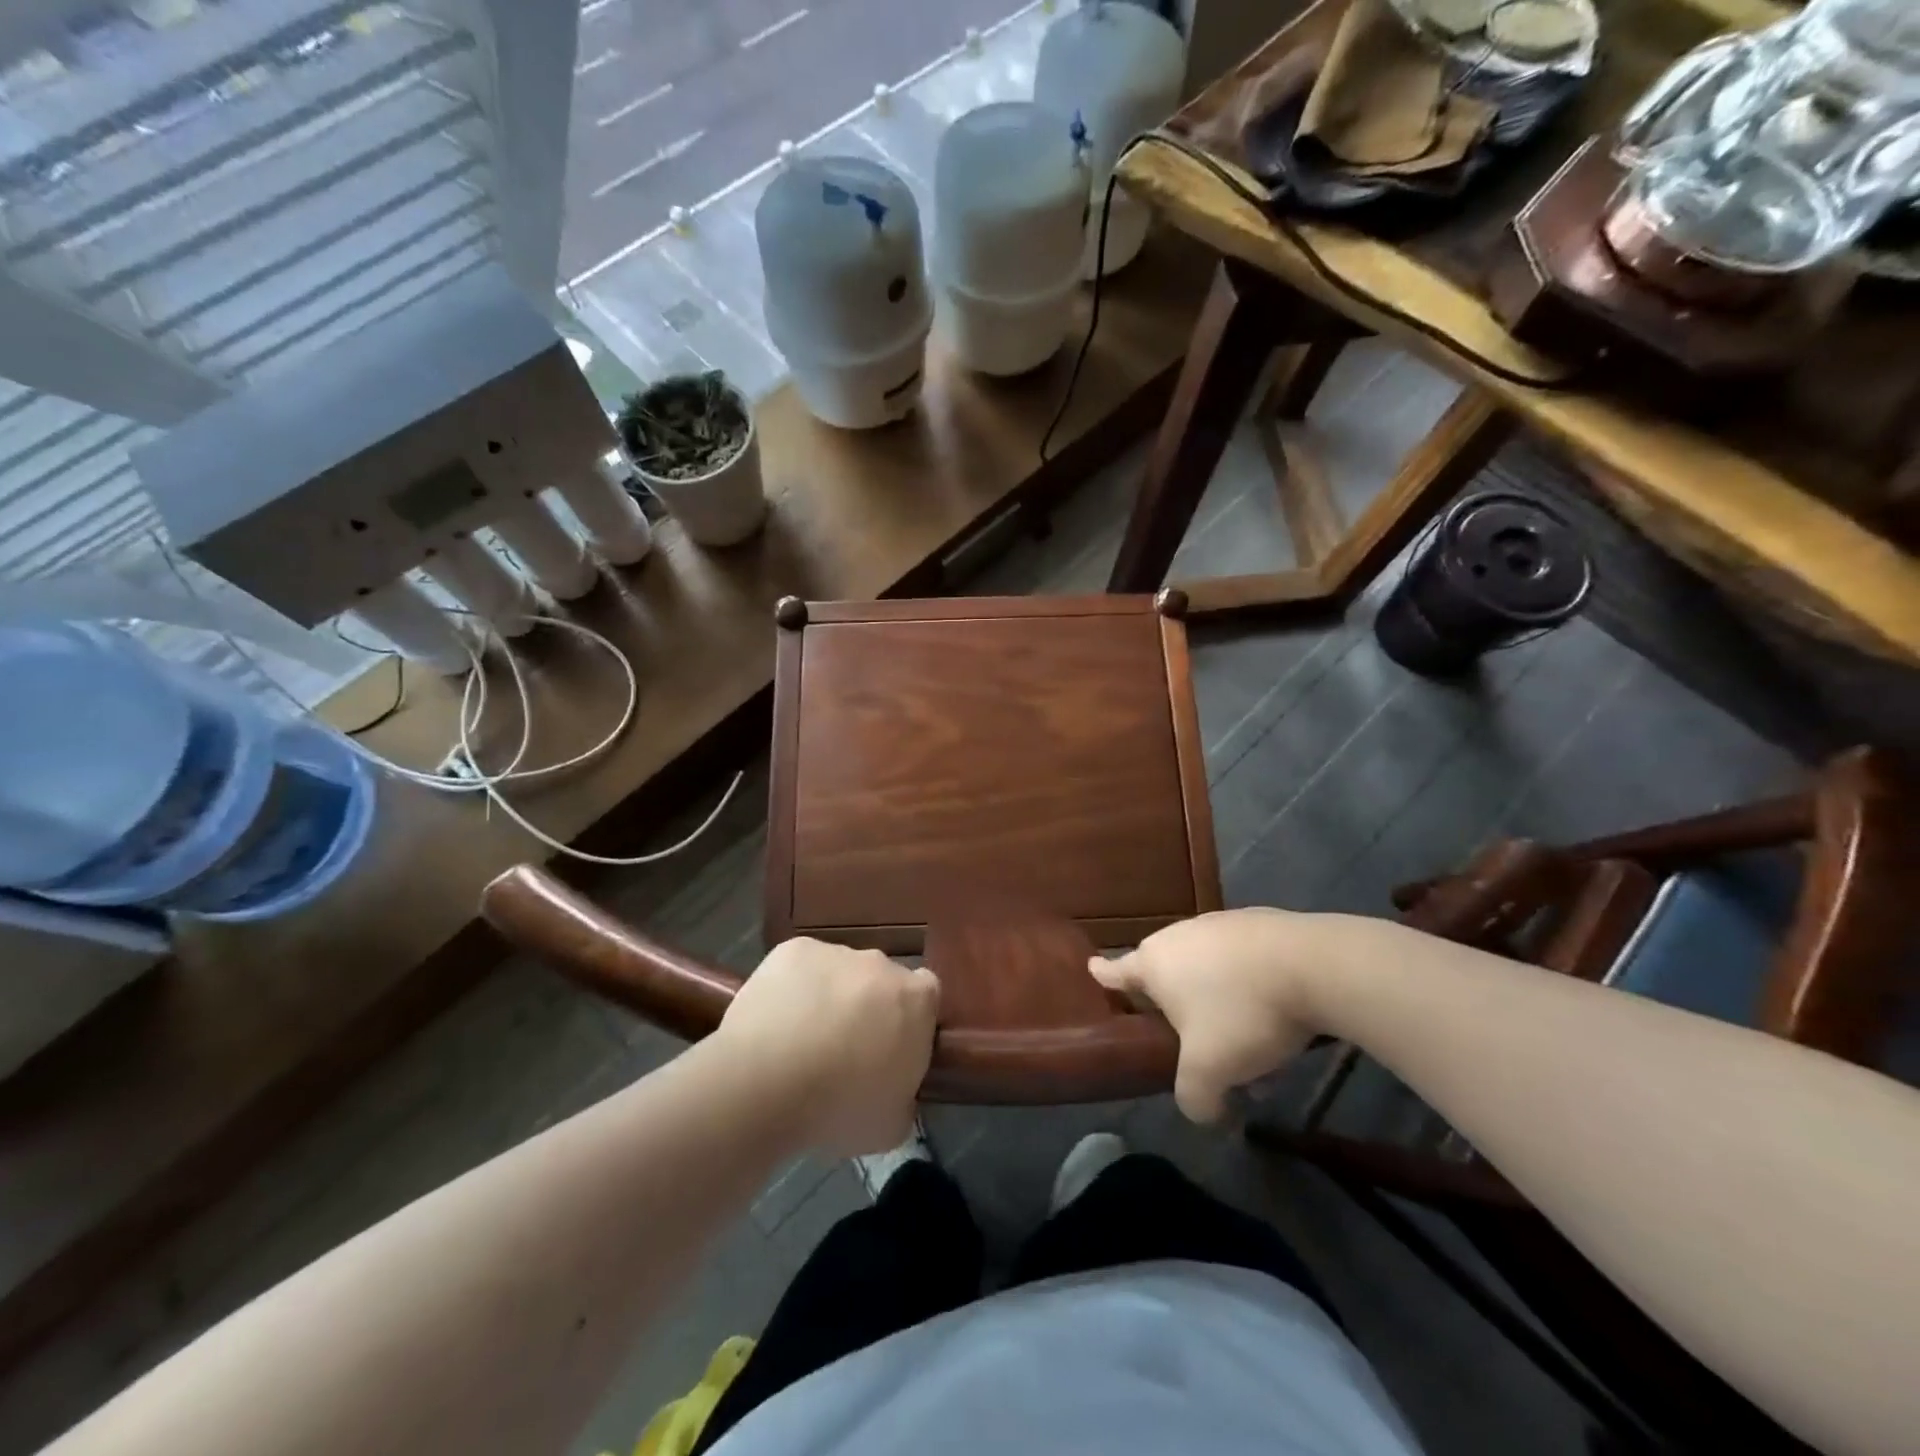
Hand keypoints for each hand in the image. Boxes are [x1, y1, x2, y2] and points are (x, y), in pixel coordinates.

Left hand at [719, 938, 939, 1156]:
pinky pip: (801, 967)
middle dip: (869, 1007)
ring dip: (830, 996)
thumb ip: (906, 1095)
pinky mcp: (794, 949)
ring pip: (840, 972)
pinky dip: (794, 987)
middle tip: (844, 1049)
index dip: (909, 1021)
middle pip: (882, 981)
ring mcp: (836, 951)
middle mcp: (882, 963)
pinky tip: (776, 1021)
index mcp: (917, 999)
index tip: (891, 1049)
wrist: (766, 1083)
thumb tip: (896, 1088)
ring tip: (801, 1039)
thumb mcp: (894, 1124)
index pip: (926, 997)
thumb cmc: (840, 1108)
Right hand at [1090, 908, 1343, 1122]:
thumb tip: (1202, 1111)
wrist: (1312, 965)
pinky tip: (1281, 1020)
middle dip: (1181, 1016)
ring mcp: (1219, 925)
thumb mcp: (1209, 1072)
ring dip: (1223, 1011)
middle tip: (1200, 1051)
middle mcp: (1179, 936)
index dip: (1102, 975)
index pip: (1116, 971)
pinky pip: (1243, 963)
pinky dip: (1251, 990)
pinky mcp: (1258, 923)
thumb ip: (1194, 1098)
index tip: (1092, 968)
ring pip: (1211, 974)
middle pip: (1168, 978)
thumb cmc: (1241, 1013)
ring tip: (1256, 1053)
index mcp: (1154, 963)